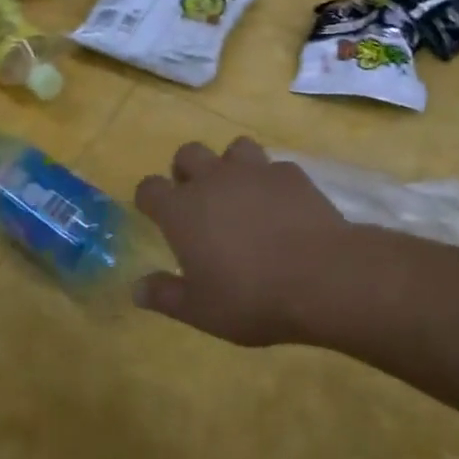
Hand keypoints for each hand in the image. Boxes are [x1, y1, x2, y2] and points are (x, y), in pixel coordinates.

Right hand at [133, 138, 351, 345]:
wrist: (321, 277)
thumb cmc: (251, 297)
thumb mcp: (200, 310)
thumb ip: (165, 296)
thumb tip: (136, 289)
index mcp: (181, 210)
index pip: (149, 188)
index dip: (149, 198)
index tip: (155, 213)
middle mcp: (213, 180)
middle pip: (188, 153)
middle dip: (187, 170)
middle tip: (198, 199)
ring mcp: (254, 171)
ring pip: (234, 147)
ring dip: (231, 165)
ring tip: (241, 193)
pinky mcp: (291, 173)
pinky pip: (274, 166)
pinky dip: (272, 181)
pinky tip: (282, 204)